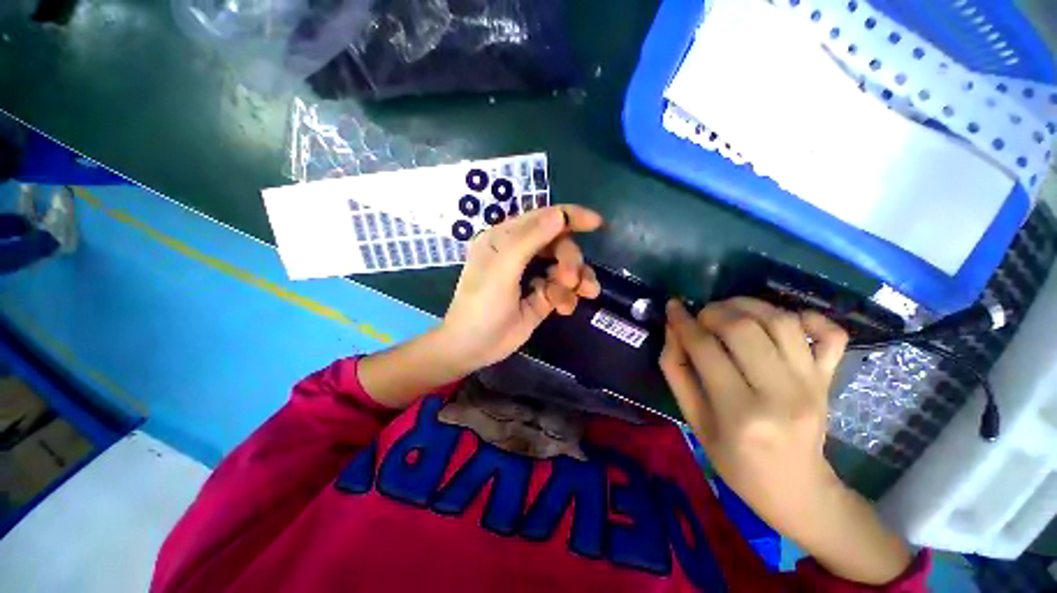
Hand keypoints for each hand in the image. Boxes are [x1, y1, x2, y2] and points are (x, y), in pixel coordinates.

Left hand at [438, 205, 602, 371]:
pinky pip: (564, 290)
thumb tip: (559, 215)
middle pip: (559, 245)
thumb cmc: (481, 304)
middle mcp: (521, 253)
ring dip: (577, 280)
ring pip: (566, 268)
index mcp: (506, 238)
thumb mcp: (502, 269)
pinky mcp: (541, 297)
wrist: (474, 347)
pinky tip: (564, 309)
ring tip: (582, 294)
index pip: (542, 218)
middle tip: (570, 280)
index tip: (597, 224)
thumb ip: (530, 240)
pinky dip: (568, 297)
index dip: (570, 217)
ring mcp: (532, 275)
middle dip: (570, 261)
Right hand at [660, 297, 847, 538]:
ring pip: (781, 321)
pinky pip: (831, 334)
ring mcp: (812, 384)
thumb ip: (677, 371)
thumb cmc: (735, 461)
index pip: (705, 349)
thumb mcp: (694, 420)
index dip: (683, 322)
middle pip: (744, 329)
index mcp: (740, 413)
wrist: (797, 489)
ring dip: (748, 305)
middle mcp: (781, 394)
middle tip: (700, 316)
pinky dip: (808, 316)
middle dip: (713, 312)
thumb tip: (673, 330)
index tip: (673, 307)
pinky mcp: (830, 380)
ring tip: (729, 311)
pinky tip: (783, 318)